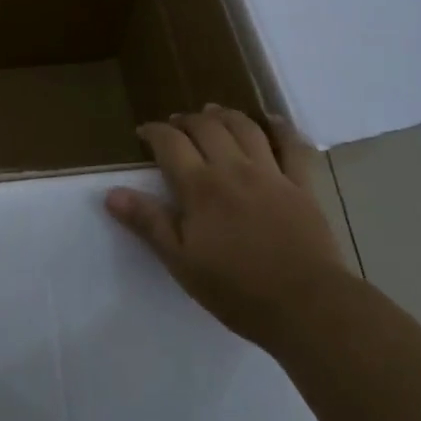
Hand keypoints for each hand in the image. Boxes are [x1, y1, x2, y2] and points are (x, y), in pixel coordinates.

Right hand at [106, 104, 347, 351]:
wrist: (308, 307)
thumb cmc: (237, 290)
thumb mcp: (181, 262)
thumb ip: (149, 223)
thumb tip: (112, 193)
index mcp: (200, 187)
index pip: (170, 143)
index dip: (154, 132)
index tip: (144, 133)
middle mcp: (233, 169)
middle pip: (206, 127)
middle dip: (187, 119)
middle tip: (176, 124)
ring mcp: (271, 174)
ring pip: (245, 127)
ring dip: (225, 115)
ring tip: (213, 113)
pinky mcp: (302, 186)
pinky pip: (292, 146)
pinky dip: (281, 128)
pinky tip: (272, 121)